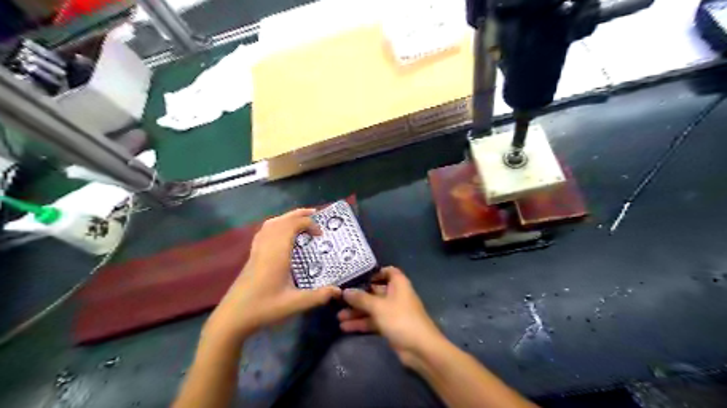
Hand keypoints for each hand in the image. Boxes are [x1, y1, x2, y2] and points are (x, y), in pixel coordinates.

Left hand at [204, 209, 340, 341]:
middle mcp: (267, 246)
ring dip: (287, 218)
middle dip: (299, 214)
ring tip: (300, 220)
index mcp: (277, 253)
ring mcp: (257, 250)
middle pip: (282, 220)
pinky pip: (264, 231)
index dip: (308, 224)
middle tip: (315, 215)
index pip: (292, 225)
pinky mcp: (252, 256)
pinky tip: (281, 233)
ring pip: (271, 224)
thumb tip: (339, 290)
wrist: (233, 317)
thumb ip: (318, 296)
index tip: (320, 235)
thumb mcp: (295, 304)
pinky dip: (275, 225)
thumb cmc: (264, 308)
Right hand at [338, 266, 446, 367]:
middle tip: (340, 298)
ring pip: (372, 308)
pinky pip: (373, 321)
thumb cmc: (400, 319)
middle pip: (375, 291)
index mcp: (398, 284)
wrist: (420, 348)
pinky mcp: (390, 326)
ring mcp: (393, 312)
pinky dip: (362, 323)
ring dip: (357, 312)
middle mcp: (396, 295)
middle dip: (358, 296)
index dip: (374, 273)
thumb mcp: (378, 306)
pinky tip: (345, 327)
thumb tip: (345, 291)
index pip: (388, 271)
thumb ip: (361, 298)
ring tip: (338, 316)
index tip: (357, 276)